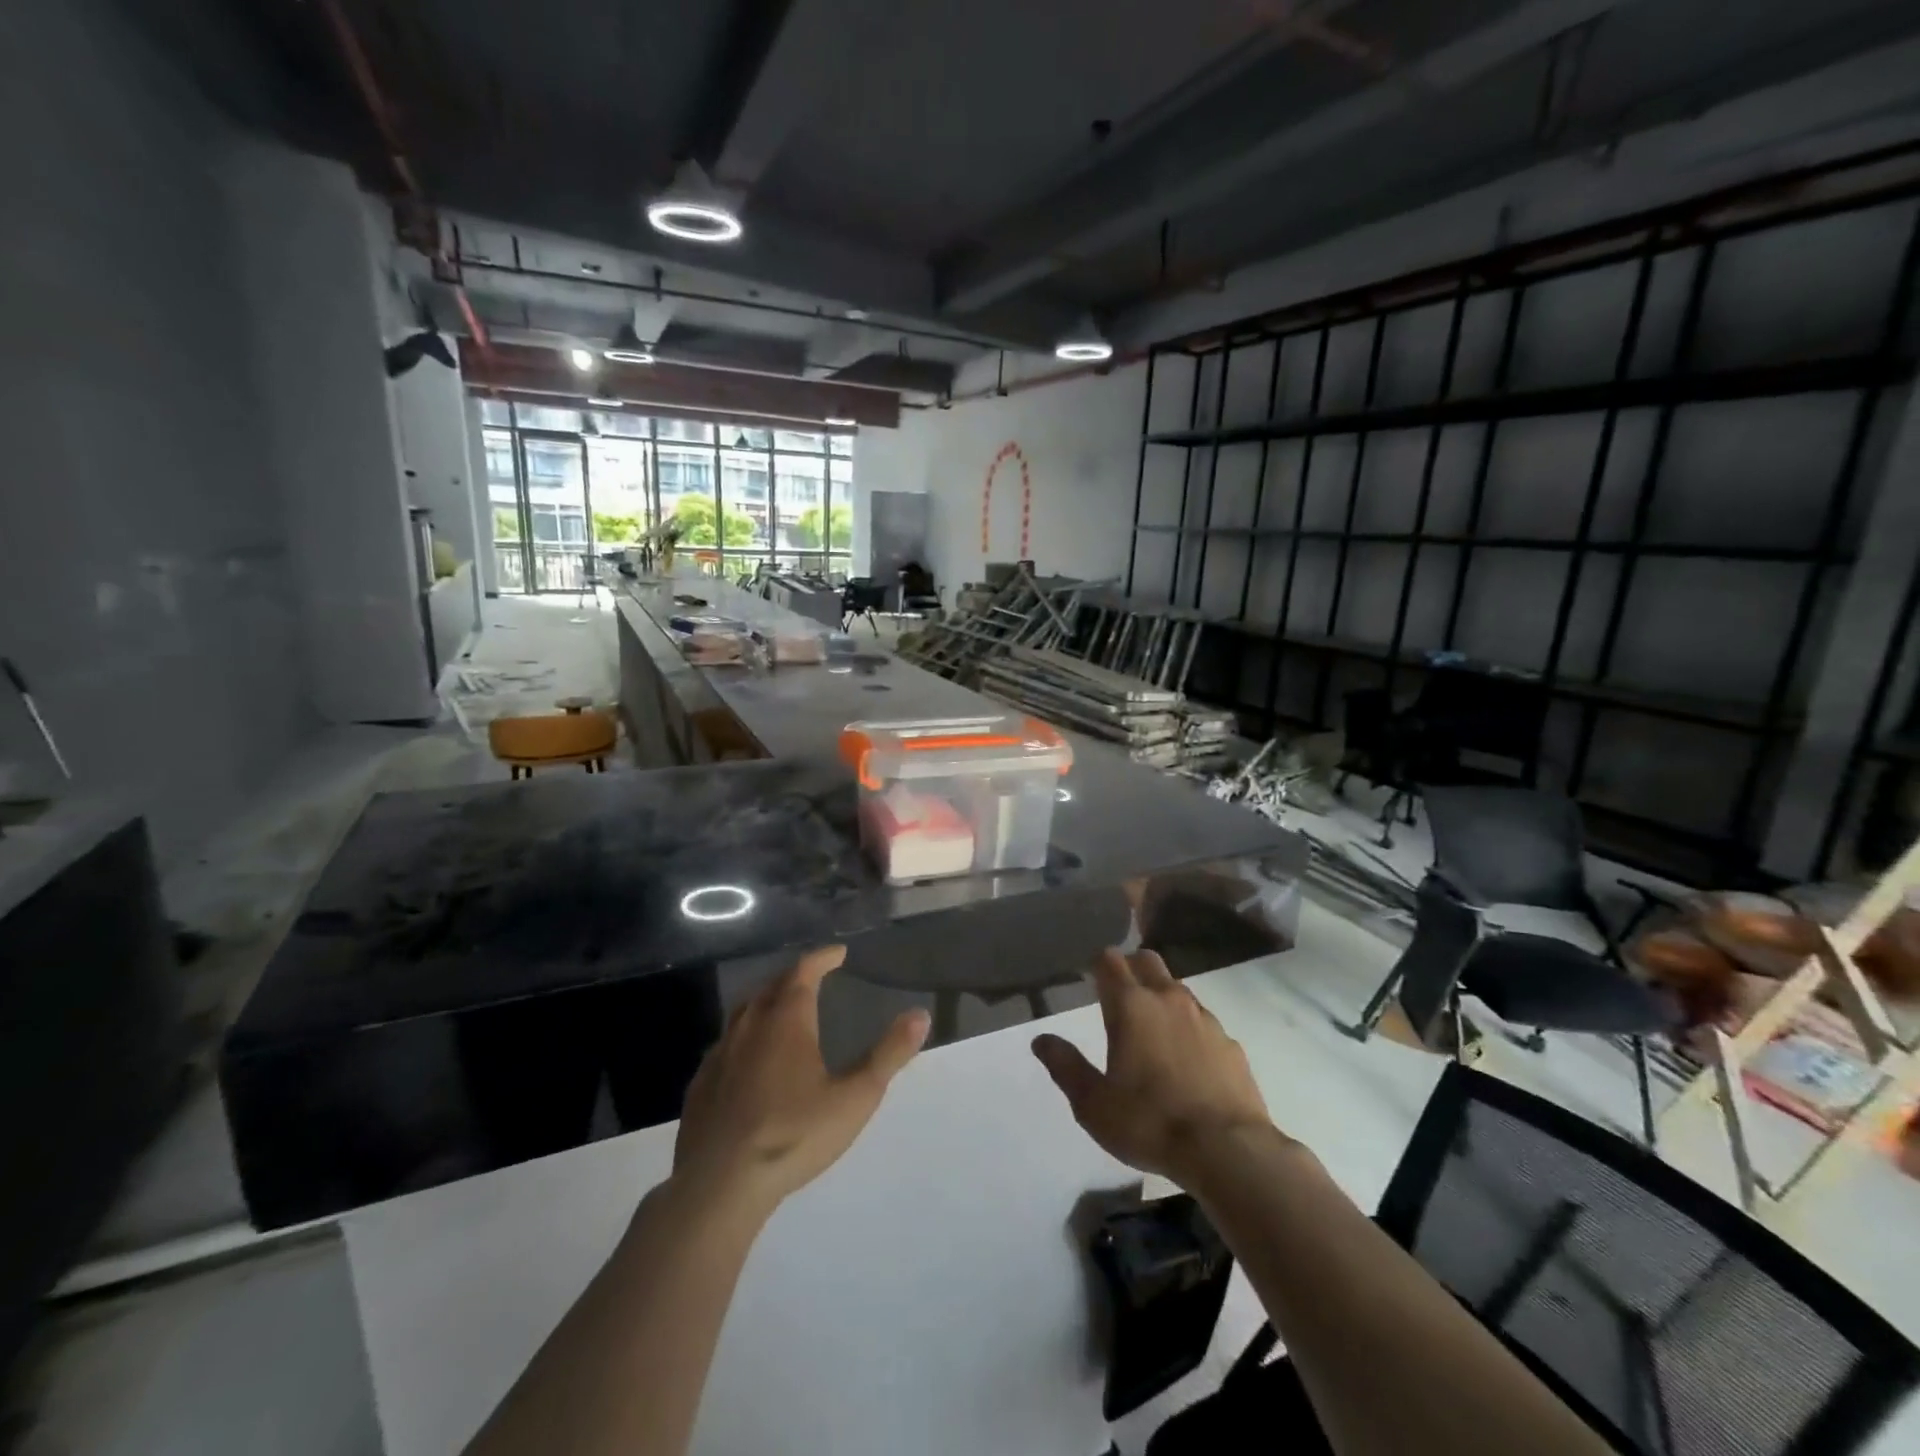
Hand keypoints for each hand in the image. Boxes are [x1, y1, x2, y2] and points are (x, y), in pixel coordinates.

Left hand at [672, 946, 929, 1215]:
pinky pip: (725, 1044)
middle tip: (813, 977)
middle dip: (794, 976)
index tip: (838, 953)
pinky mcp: (700, 1084)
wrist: (719, 1184)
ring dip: (766, 1002)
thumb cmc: (794, 1134)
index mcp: (787, 1019)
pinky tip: (749, 1058)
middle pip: (771, 986)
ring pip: (744, 1012)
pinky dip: (744, 1036)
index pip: (803, 971)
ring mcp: (719, 1054)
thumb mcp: (855, 1097)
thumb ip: (888, 1054)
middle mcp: (750, 1025)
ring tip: (783, 1009)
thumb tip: (920, 1014)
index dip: (822, 958)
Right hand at [1032, 948, 1273, 1184]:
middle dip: (1131, 969)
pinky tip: (1187, 1064)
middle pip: (1147, 960)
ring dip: (1161, 999)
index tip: (1090, 980)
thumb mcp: (1093, 1104)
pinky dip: (1190, 1031)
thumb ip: (1066, 1066)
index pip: (1110, 960)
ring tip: (1152, 1035)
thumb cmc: (1150, 1123)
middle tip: (1119, 999)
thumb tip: (1041, 1040)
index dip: (1098, 965)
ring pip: (1177, 990)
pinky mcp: (1230, 1044)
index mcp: (1131, 1006)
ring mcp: (1204, 1019)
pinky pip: (1203, 1022)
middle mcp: (1168, 1000)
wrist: (1229, 1152)